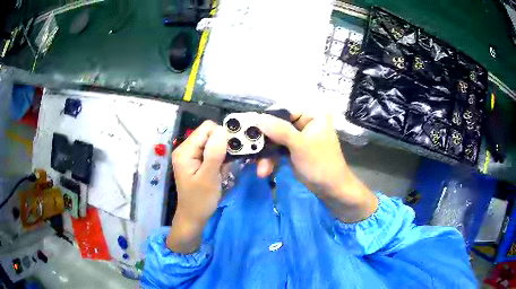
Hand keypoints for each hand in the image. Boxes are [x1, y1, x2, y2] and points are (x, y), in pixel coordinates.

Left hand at [167, 121, 226, 252]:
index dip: (222, 135)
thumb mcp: (208, 178)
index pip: (207, 128)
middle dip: (223, 145)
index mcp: (185, 150)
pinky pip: (212, 151)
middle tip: (228, 163)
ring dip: (223, 153)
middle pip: (210, 134)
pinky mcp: (196, 160)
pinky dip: (220, 158)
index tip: (232, 151)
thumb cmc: (200, 201)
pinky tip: (221, 170)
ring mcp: (191, 154)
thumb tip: (223, 130)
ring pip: (213, 142)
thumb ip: (214, 154)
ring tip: (224, 169)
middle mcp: (186, 148)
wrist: (193, 217)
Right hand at [257, 112, 377, 222]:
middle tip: (250, 153)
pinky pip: (277, 149)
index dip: (266, 120)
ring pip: (275, 139)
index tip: (249, 131)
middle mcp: (305, 122)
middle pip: (276, 126)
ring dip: (266, 155)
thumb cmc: (321, 165)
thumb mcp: (300, 146)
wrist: (332, 190)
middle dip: (265, 144)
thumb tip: (258, 117)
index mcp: (312, 114)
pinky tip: (265, 171)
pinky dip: (271, 159)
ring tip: (261, 170)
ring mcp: (298, 136)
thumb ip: (280, 130)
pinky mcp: (294, 149)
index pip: (283, 111)